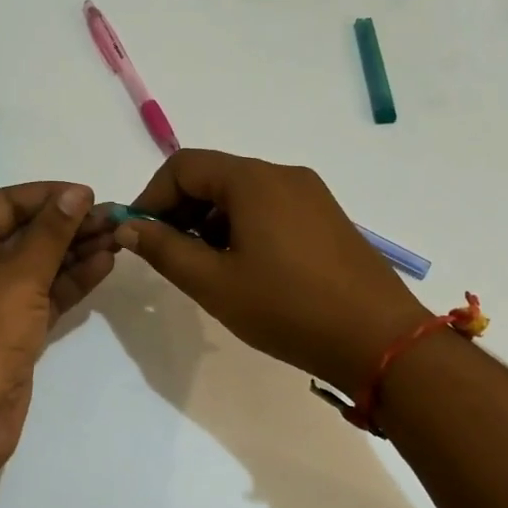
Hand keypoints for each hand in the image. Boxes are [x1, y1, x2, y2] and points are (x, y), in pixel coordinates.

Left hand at [0, 181, 114, 474]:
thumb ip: (52, 233)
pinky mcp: (10, 330)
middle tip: (115, 219)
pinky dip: (71, 281)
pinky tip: (104, 266)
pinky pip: (43, 295)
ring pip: (38, 265)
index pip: (6, 203)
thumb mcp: (19, 277)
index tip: (91, 195)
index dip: (49, 196)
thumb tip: (77, 193)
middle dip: (68, 225)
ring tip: (119, 238)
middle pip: (24, 233)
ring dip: (75, 252)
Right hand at [114, 149, 428, 392]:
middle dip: (180, 211)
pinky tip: (243, 268)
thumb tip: (128, 226)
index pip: (183, 166)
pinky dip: (242, 227)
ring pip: (241, 194)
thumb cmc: (288, 309)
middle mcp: (283, 174)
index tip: (138, 236)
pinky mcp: (326, 217)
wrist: (379, 340)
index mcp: (253, 180)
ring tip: (205, 268)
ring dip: (210, 222)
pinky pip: (270, 208)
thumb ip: (164, 249)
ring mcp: (310, 194)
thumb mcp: (213, 283)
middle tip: (167, 255)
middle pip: (213, 176)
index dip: (152, 197)